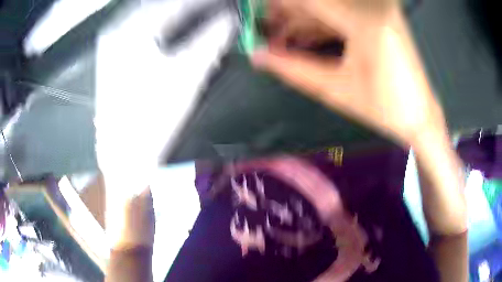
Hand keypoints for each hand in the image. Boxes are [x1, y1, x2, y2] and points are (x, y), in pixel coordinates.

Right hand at [252, 0, 446, 145]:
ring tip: (282, 41)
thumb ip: (293, 69)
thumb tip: (258, 56)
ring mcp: (378, 8)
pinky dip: (320, 24)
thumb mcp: (336, 90)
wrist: (419, 113)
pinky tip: (304, 38)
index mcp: (366, 22)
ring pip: (327, 7)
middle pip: (317, 2)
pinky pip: (341, 13)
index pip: (309, 0)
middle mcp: (373, 6)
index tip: (257, 17)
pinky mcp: (379, 15)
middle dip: (287, 16)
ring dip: (301, 22)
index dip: (278, 5)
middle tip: (267, 33)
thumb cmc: (384, 109)